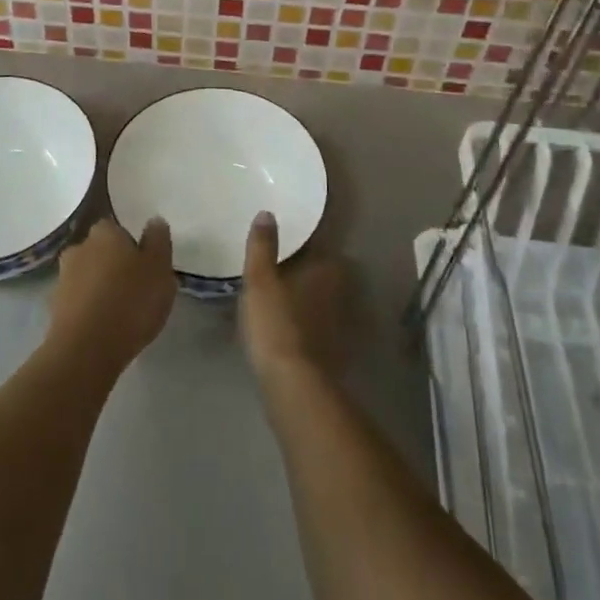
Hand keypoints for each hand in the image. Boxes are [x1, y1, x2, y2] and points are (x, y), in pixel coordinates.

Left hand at [49, 216, 174, 371]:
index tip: (145, 265)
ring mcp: (63, 278)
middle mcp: (79, 248)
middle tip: (136, 288)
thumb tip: (154, 221)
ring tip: (122, 312)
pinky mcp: (55, 308)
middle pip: (100, 251)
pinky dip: (90, 309)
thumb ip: (158, 241)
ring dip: (101, 288)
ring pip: (88, 276)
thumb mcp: (159, 268)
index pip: (117, 228)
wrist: (86, 349)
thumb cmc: (130, 302)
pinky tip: (105, 327)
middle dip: (114, 265)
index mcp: (104, 232)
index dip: (131, 245)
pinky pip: (79, 301)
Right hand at [240, 212, 345, 383]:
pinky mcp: (331, 349)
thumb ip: (263, 247)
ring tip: (276, 293)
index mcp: (325, 269)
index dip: (302, 242)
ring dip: (303, 295)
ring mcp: (338, 322)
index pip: (318, 245)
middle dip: (303, 268)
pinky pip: (315, 323)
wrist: (293, 385)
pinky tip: (284, 324)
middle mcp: (339, 291)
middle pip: (320, 272)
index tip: (284, 240)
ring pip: (319, 298)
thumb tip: (267, 213)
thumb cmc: (276, 323)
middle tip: (277, 265)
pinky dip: (303, 320)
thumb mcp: (260, 280)